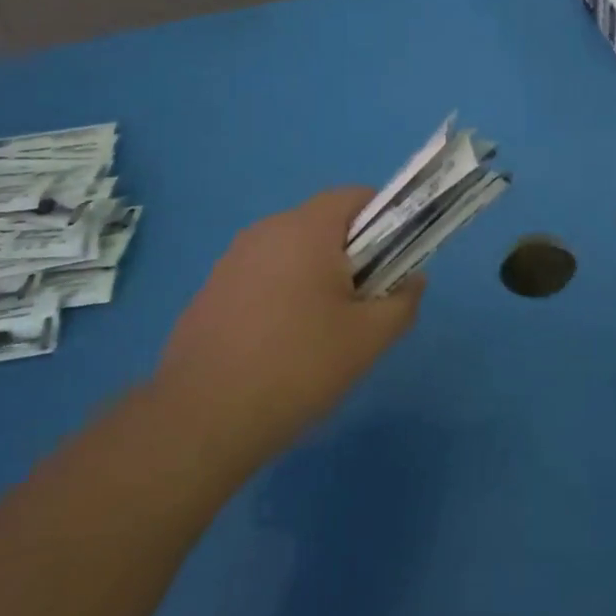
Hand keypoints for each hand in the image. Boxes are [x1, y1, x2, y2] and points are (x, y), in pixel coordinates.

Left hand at [153, 188, 423, 473]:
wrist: (202, 419)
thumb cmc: (298, 365)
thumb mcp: (368, 339)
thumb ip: (402, 302)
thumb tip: (413, 280)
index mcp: (306, 229)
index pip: (356, 197)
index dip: (385, 220)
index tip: (394, 261)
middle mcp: (266, 231)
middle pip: (324, 224)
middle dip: (352, 254)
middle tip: (364, 302)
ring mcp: (233, 260)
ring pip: (292, 252)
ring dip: (316, 275)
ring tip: (324, 330)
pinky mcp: (212, 290)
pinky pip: (263, 276)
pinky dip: (283, 294)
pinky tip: (282, 344)